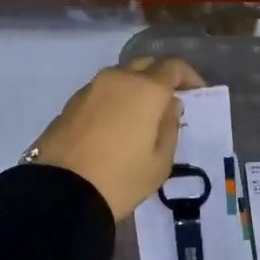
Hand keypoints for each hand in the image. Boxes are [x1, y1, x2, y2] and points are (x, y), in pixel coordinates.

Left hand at [29, 58, 207, 219]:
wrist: (61, 193)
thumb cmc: (121, 178)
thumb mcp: (160, 162)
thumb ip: (170, 127)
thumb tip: (169, 106)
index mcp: (145, 89)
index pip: (173, 67)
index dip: (189, 76)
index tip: (197, 93)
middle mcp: (117, 79)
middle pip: (145, 66)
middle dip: (160, 78)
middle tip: (169, 102)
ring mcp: (90, 89)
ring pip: (120, 78)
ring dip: (135, 89)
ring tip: (141, 117)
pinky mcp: (70, 104)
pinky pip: (101, 94)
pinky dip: (113, 102)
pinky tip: (115, 127)